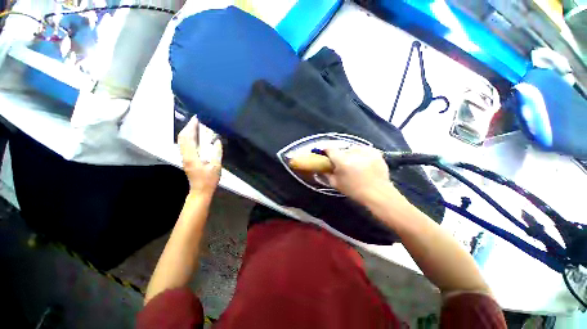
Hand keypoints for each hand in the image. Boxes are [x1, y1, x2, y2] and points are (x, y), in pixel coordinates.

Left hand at [178, 117, 222, 195]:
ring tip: (197, 126)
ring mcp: (184, 158)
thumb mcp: (216, 167)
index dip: (190, 127)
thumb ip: (217, 153)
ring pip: (182, 141)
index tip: (196, 118)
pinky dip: (189, 138)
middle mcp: (185, 155)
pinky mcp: (187, 159)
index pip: (187, 138)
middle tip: (197, 120)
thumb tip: (218, 141)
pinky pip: (185, 145)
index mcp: (192, 157)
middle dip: (188, 127)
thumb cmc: (209, 180)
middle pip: (182, 138)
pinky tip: (196, 137)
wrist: (200, 191)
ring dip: (188, 132)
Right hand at [325, 146, 397, 203]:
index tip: (326, 154)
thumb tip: (322, 168)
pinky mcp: (375, 152)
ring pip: (354, 148)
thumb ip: (327, 174)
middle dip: (340, 155)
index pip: (330, 148)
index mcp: (342, 160)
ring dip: (352, 154)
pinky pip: (364, 150)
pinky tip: (364, 162)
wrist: (378, 194)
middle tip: (342, 163)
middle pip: (342, 149)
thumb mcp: (336, 184)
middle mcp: (353, 153)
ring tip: (355, 163)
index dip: (326, 150)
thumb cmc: (354, 190)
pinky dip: (362, 154)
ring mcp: (366, 151)